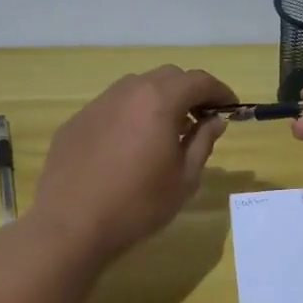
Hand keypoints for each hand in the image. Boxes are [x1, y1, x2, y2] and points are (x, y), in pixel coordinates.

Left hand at [32, 65, 234, 262]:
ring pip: (137, 87)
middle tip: (201, 118)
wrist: (71, 226)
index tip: (231, 108)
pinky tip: (130, 145)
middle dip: (190, 91)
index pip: (199, 81)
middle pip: (168, 76)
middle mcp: (128, 92)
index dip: (220, 91)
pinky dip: (131, 115)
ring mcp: (98, 104)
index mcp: (159, 101)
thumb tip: (214, 120)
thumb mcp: (185, 178)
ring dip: (159, 99)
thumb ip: (203, 141)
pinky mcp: (77, 121)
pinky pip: (112, 107)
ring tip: (166, 130)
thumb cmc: (138, 204)